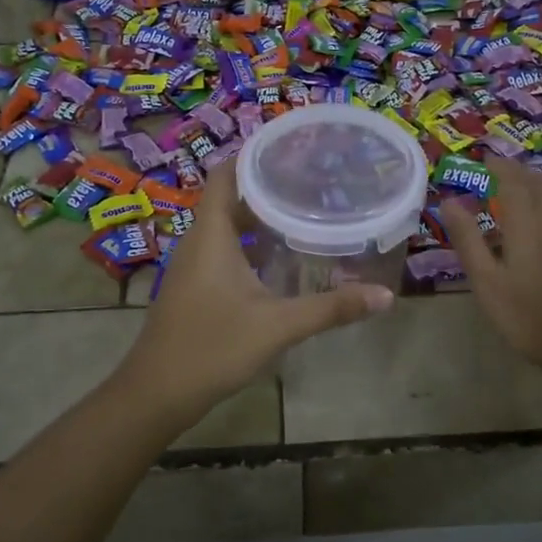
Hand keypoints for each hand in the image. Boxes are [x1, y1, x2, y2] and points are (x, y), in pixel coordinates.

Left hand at [119, 162, 394, 420]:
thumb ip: (331, 309)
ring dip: (260, 216)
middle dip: (268, 186)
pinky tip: (280, 258)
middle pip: (230, 197)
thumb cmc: (213, 347)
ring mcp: (193, 265)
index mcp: (212, 234)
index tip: (291, 148)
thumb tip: (384, 296)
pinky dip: (251, 243)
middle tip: (312, 181)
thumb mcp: (278, 326)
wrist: (157, 394)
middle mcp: (199, 241)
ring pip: (227, 226)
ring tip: (304, 212)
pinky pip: (224, 249)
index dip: (253, 154)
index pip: (226, 174)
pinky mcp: (195, 286)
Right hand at [441, 159, 541, 382]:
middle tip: (506, 169)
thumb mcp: (487, 283)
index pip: (511, 183)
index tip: (486, 159)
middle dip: (522, 172)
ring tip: (533, 182)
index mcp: (525, 226)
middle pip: (540, 186)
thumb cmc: (530, 317)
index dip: (499, 168)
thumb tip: (449, 201)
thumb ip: (468, 240)